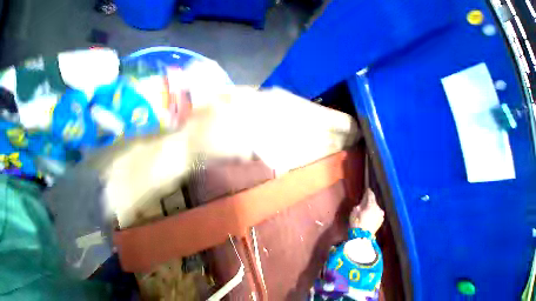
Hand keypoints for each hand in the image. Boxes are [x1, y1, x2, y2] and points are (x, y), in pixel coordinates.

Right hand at [349, 189, 384, 234]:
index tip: (367, 188)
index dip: (368, 192)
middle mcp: (378, 209)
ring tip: (367, 205)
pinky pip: (377, 213)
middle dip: (370, 199)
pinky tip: (370, 212)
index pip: (370, 196)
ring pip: (376, 207)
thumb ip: (359, 205)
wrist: (363, 236)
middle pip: (374, 202)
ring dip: (372, 205)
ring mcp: (380, 216)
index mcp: (372, 205)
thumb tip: (362, 204)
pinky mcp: (380, 221)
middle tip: (365, 197)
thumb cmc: (357, 221)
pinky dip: (374, 211)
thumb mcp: (355, 210)